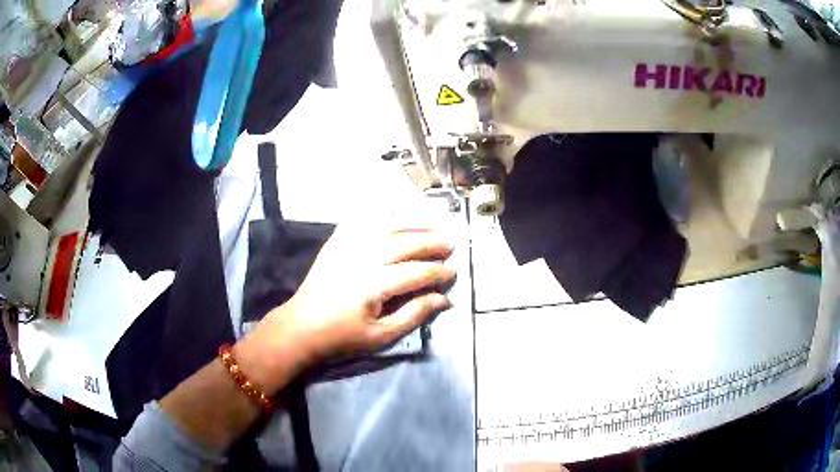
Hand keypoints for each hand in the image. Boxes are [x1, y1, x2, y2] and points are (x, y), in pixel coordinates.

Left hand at [235, 220, 456, 393]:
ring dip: (414, 221)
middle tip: (452, 243)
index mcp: (374, 284)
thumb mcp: (381, 336)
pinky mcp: (337, 241)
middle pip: (405, 242)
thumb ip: (414, 315)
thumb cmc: (342, 336)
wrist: (301, 326)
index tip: (454, 271)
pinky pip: (363, 220)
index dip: (438, 272)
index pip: (416, 272)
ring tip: (436, 221)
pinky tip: (397, 215)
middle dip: (432, 241)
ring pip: (388, 225)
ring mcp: (347, 245)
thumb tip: (444, 299)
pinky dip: (384, 214)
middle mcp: (362, 258)